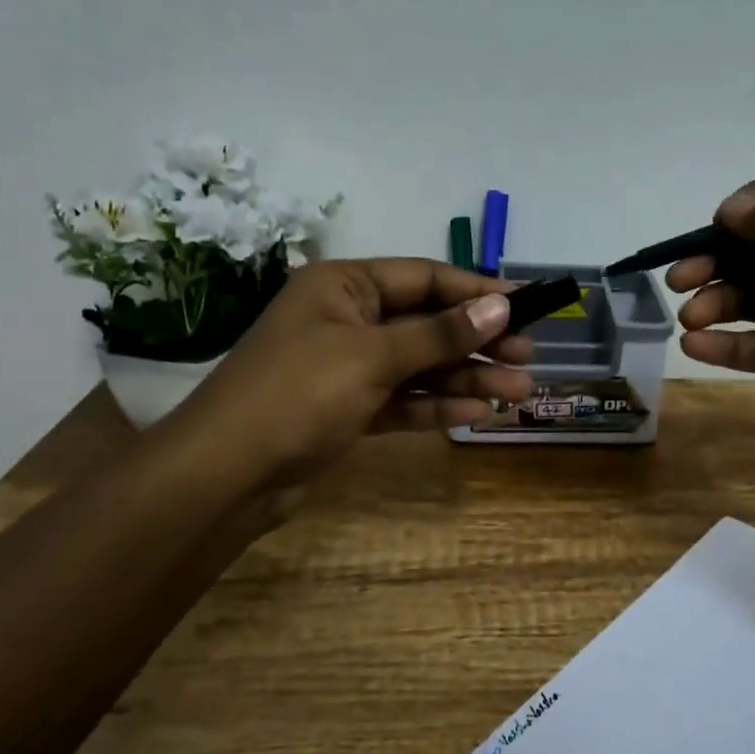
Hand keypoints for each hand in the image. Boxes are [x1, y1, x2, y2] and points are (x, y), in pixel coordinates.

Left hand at [168, 258, 535, 486]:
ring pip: (420, 366)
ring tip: (517, 391)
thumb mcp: (373, 356)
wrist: (226, 475)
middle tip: (528, 357)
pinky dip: (437, 406)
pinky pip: (403, 399)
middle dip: (477, 341)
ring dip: (466, 378)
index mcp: (345, 286)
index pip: (425, 278)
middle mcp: (348, 319)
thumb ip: (439, 333)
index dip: (477, 291)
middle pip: (427, 324)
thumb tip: (502, 305)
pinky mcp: (349, 409)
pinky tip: (478, 413)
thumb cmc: (297, 394)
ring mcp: (348, 367)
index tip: (527, 304)